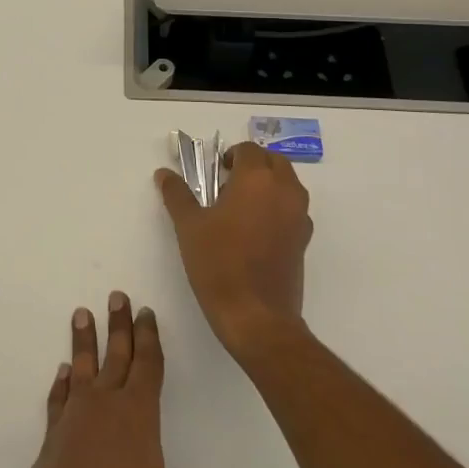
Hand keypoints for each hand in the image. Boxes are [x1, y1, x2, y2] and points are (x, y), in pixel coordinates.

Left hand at [9, 294, 207, 467]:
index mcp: (139, 416)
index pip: (148, 365)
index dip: (148, 337)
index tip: (145, 312)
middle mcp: (106, 406)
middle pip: (116, 354)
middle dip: (119, 324)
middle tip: (117, 296)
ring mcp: (74, 418)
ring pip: (82, 368)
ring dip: (84, 340)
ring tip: (82, 314)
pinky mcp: (51, 438)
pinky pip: (59, 399)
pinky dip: (61, 383)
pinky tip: (63, 373)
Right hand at [155, 142, 313, 360]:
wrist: (257, 317)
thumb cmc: (219, 264)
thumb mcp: (189, 226)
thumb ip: (177, 194)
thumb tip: (164, 173)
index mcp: (257, 179)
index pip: (248, 150)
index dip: (230, 156)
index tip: (215, 172)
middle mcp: (285, 190)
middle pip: (274, 161)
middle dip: (253, 165)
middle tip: (228, 183)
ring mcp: (299, 216)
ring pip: (288, 184)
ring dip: (268, 184)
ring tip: (241, 206)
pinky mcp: (304, 240)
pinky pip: (293, 209)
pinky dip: (278, 207)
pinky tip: (255, 230)